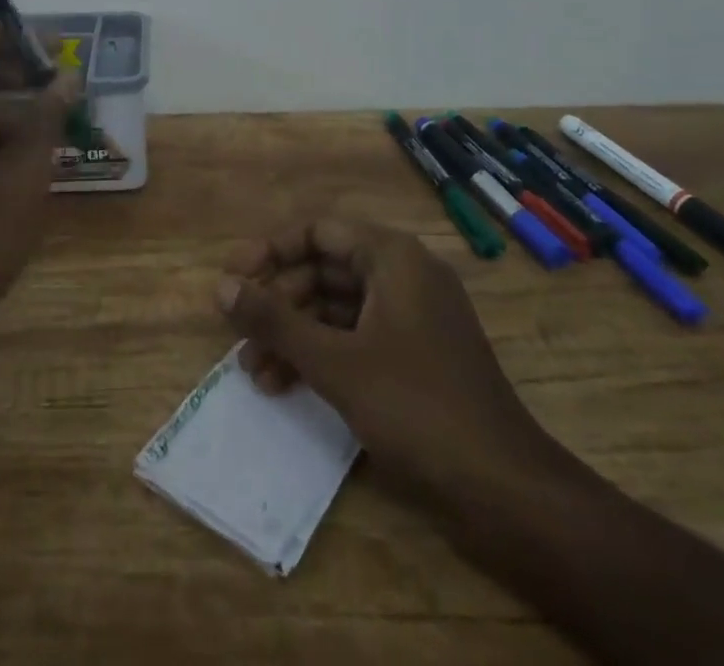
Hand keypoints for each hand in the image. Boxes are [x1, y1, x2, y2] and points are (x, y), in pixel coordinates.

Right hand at [216, 218, 558, 505]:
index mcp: (392, 257)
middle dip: (278, 302)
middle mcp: (403, 276)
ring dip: (294, 335)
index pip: (318, 232)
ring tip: (254, 371)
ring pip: (338, 309)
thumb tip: (220, 286)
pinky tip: (285, 386)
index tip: (232, 277)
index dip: (270, 251)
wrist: (504, 491)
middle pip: (325, 270)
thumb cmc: (415, 407)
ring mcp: (412, 318)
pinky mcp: (416, 357)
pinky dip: (321, 356)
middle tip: (238, 333)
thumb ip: (274, 320)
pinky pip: (357, 339)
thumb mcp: (334, 361)